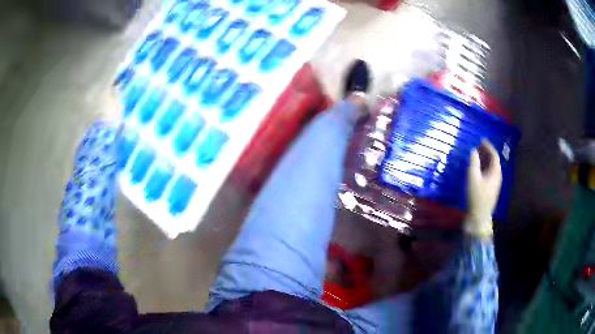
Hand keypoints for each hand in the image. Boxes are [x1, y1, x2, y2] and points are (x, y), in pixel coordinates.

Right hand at [465, 140, 502, 239]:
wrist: (479, 218)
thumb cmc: (477, 197)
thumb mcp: (473, 178)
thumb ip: (473, 162)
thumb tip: (473, 150)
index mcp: (496, 172)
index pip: (494, 155)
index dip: (488, 146)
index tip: (481, 140)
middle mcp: (497, 177)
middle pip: (494, 161)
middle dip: (486, 152)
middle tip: (477, 147)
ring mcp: (495, 184)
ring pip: (491, 168)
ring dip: (484, 160)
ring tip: (476, 156)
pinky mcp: (490, 190)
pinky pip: (489, 174)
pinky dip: (483, 168)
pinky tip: (476, 170)